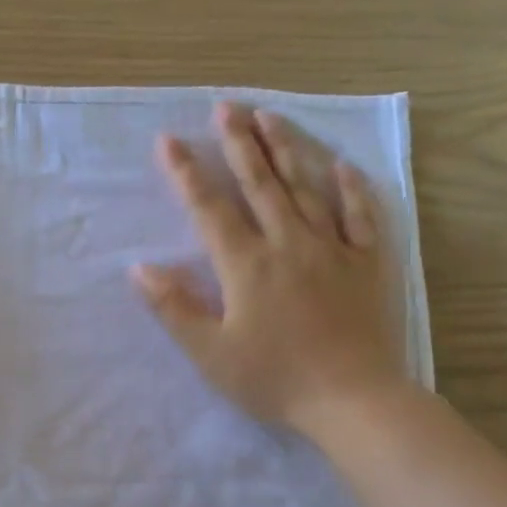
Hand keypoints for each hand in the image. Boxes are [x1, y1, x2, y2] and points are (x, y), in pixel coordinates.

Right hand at [131, 102, 404, 439]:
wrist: (350, 399)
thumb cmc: (273, 379)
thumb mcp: (210, 353)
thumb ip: (174, 308)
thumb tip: (140, 269)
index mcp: (246, 264)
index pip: (210, 208)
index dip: (187, 173)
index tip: (170, 141)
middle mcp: (288, 244)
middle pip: (260, 184)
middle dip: (239, 144)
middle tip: (226, 107)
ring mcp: (332, 250)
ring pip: (306, 188)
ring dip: (285, 150)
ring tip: (269, 117)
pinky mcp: (365, 264)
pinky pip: (359, 216)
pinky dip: (350, 188)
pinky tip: (341, 166)